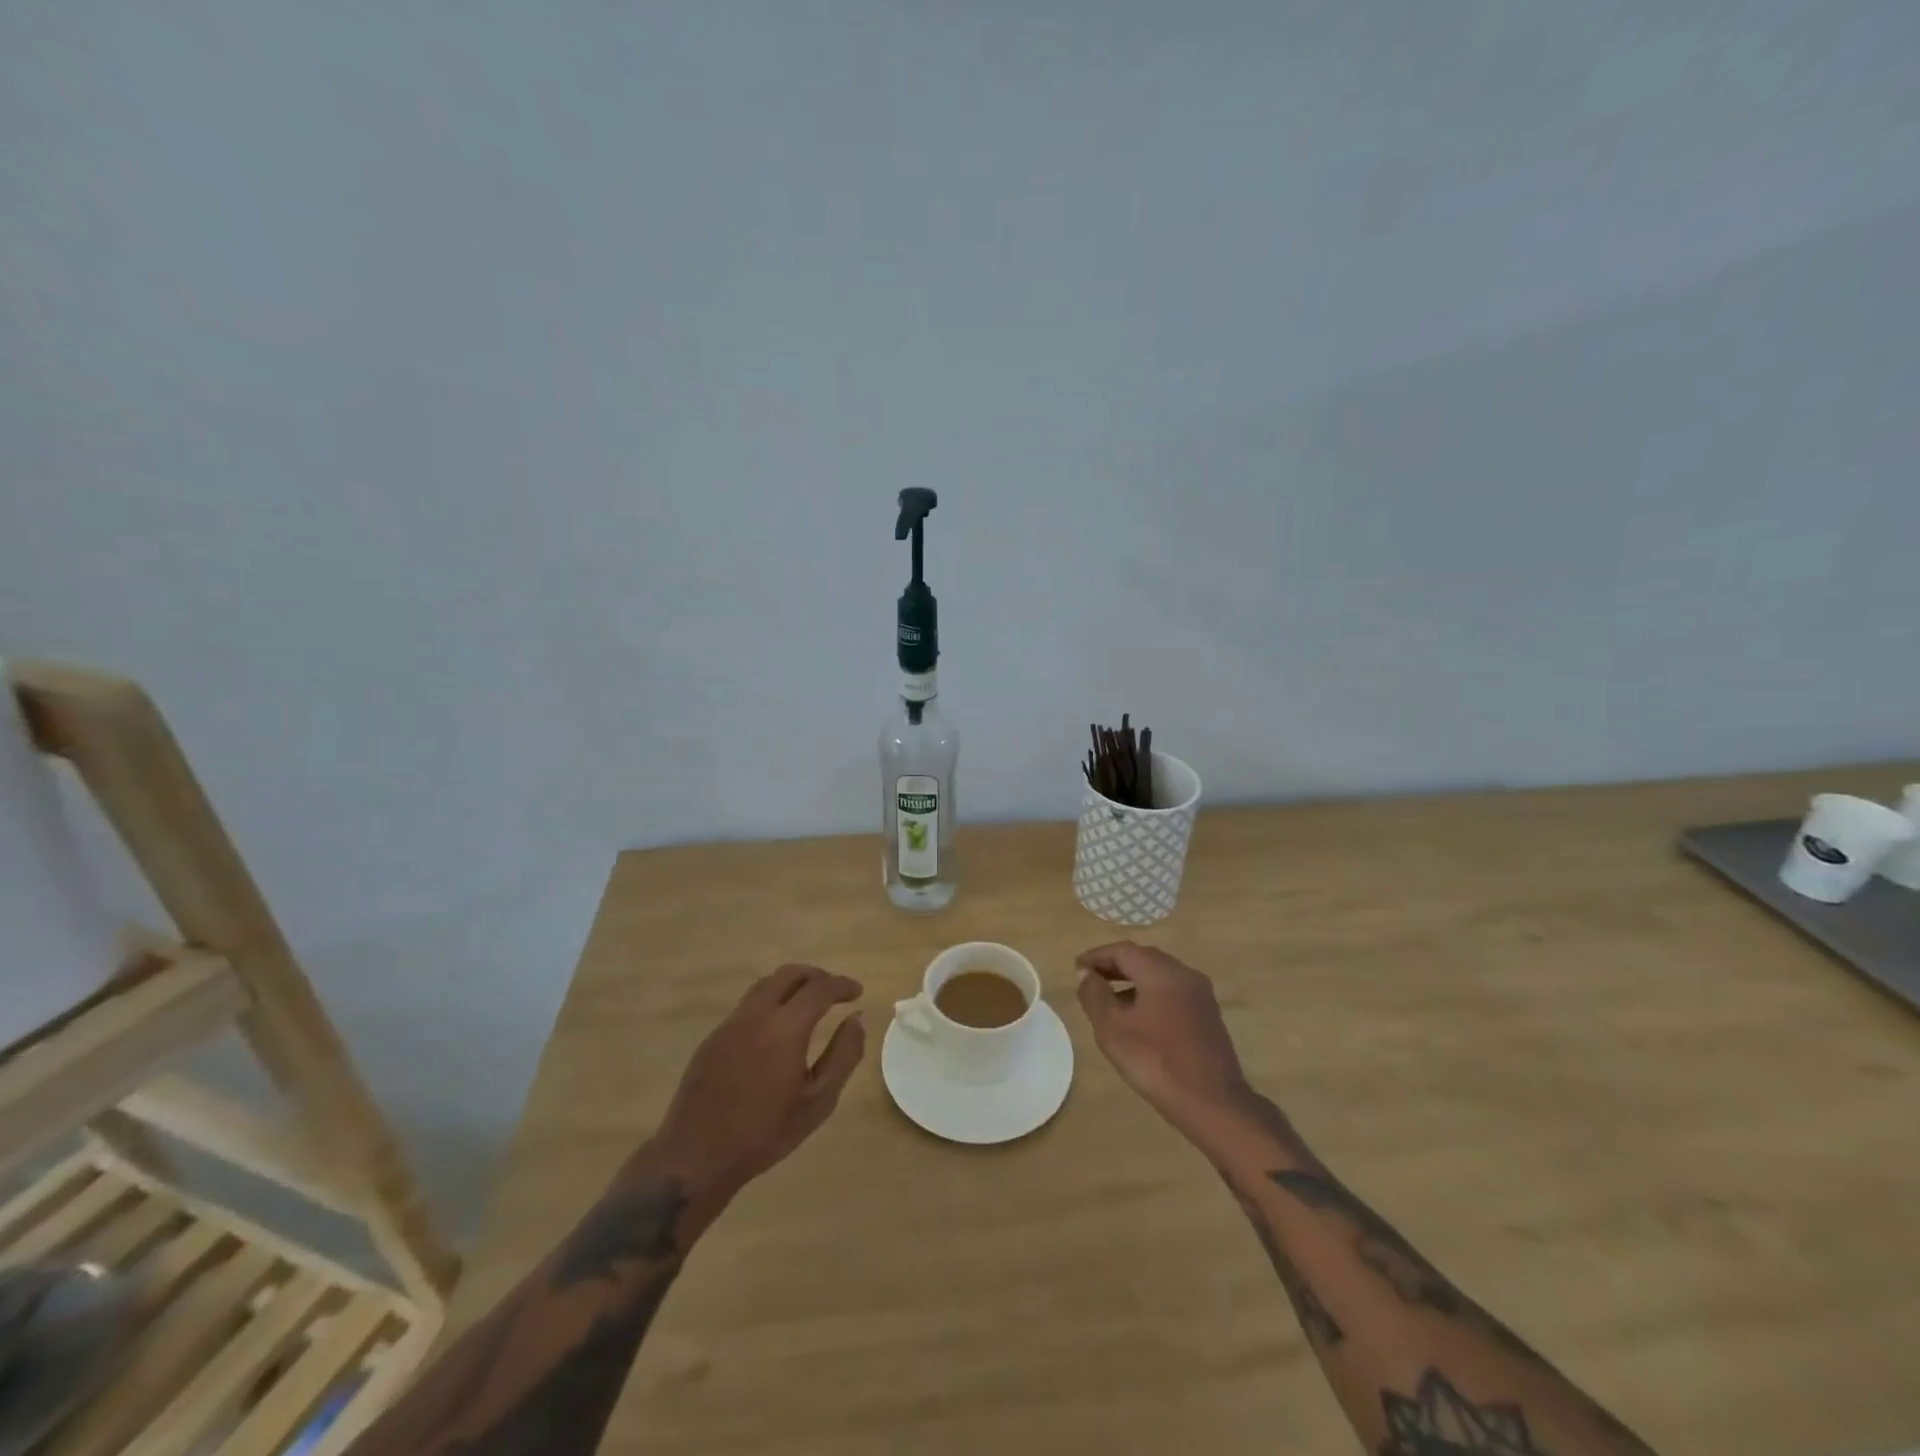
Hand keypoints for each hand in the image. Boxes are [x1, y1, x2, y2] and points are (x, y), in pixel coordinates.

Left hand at [648, 964, 865, 1199]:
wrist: (697, 1156)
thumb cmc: (765, 1132)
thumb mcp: (818, 1101)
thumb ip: (844, 1055)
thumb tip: (857, 1018)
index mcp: (786, 1027)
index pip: (820, 987)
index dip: (842, 984)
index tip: (857, 992)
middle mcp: (757, 1014)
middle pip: (789, 974)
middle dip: (816, 977)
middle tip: (834, 992)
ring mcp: (731, 1023)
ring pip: (765, 985)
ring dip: (791, 986)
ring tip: (807, 1004)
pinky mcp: (714, 1037)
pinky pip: (748, 1005)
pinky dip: (770, 1003)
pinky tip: (776, 1030)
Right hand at [1075, 942, 1251, 1123]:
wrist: (1213, 1103)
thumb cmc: (1156, 1061)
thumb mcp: (1112, 1028)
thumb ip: (1094, 995)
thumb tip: (1086, 974)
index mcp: (1161, 971)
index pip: (1123, 950)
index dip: (1097, 956)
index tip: (1077, 968)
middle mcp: (1184, 974)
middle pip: (1143, 958)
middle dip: (1114, 965)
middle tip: (1090, 979)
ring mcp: (1200, 995)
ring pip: (1159, 975)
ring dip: (1132, 980)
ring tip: (1109, 1000)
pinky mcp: (1208, 1015)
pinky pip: (1172, 992)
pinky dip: (1150, 994)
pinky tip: (1138, 1018)